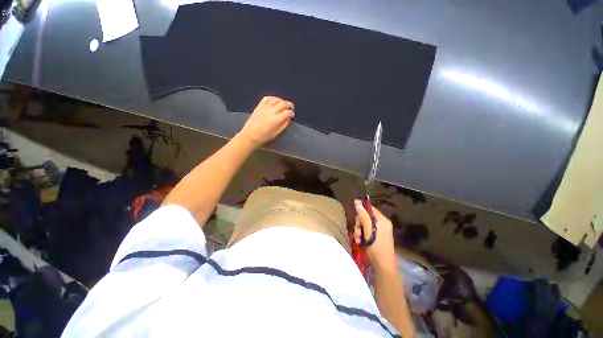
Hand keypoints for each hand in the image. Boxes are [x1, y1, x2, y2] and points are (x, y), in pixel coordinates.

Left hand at [240, 96, 294, 147]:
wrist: (251, 135)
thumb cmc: (265, 136)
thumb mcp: (277, 133)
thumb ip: (284, 124)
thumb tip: (289, 117)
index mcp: (276, 120)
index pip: (288, 112)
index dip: (292, 113)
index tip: (292, 115)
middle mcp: (272, 111)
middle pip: (283, 103)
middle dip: (289, 105)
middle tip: (291, 108)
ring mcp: (265, 107)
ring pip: (276, 99)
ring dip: (282, 101)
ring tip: (284, 104)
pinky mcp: (259, 105)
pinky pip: (267, 98)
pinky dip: (273, 98)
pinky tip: (275, 101)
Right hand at [353, 200, 396, 270]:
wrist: (383, 266)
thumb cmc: (377, 247)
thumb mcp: (369, 231)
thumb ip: (363, 216)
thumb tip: (357, 203)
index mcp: (383, 220)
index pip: (371, 209)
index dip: (361, 207)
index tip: (353, 208)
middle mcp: (381, 224)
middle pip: (366, 217)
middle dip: (359, 223)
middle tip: (358, 231)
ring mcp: (379, 231)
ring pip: (364, 224)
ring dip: (359, 230)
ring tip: (357, 239)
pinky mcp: (375, 237)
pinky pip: (366, 231)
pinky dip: (361, 235)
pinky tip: (359, 241)